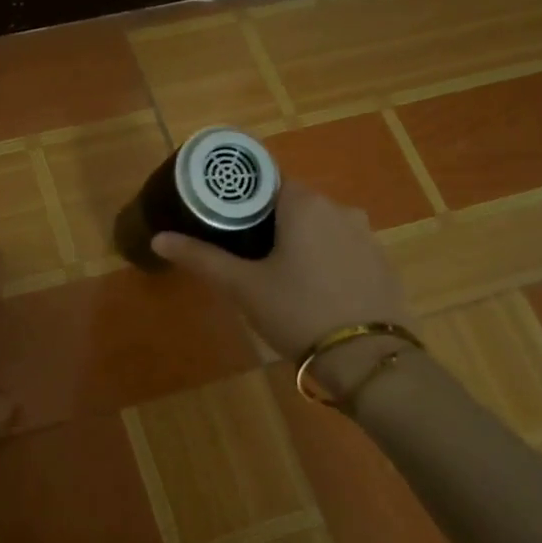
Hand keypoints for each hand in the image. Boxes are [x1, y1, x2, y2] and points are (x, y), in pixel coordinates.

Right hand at [152, 181, 416, 395]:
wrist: (368, 359)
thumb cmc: (298, 311)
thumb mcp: (242, 286)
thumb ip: (201, 258)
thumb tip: (158, 238)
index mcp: (305, 204)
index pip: (268, 183)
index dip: (243, 201)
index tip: (226, 224)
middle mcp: (341, 209)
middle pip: (295, 205)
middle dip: (270, 225)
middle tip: (245, 256)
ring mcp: (367, 237)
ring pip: (322, 229)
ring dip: (301, 244)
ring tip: (278, 277)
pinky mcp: (383, 265)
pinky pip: (345, 251)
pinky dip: (327, 262)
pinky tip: (314, 293)